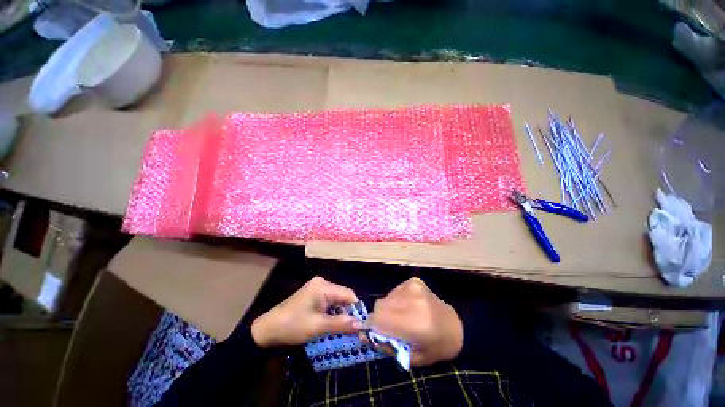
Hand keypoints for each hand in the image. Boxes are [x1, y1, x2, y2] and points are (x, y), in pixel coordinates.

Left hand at [251, 276, 362, 346]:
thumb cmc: (293, 326)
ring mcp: (317, 287)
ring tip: (343, 328)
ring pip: (336, 299)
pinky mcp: (313, 294)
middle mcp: (322, 282)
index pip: (348, 294)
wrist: (268, 329)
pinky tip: (331, 323)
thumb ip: (341, 324)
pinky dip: (332, 312)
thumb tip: (362, 325)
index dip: (355, 309)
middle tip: (352, 329)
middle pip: (342, 296)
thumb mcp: (318, 327)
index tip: (360, 325)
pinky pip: (329, 301)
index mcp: (323, 286)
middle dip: (347, 312)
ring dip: (340, 313)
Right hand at [369, 277, 462, 365]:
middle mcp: (413, 300)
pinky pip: (394, 291)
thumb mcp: (413, 358)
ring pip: (386, 297)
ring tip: (401, 317)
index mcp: (416, 323)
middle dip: (379, 318)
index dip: (372, 326)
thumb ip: (387, 347)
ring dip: (388, 309)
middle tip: (390, 328)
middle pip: (380, 305)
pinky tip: (407, 307)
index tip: (374, 334)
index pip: (379, 318)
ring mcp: (414, 287)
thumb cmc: (436, 347)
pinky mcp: (414, 281)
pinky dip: (395, 300)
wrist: (455, 326)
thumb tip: (364, 336)